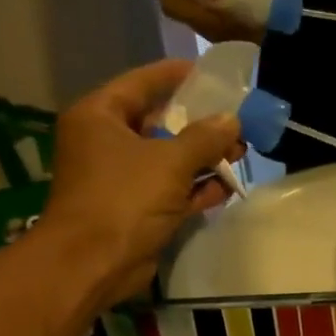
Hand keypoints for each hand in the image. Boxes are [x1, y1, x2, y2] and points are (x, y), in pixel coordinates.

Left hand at [36, 60, 245, 304]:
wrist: (94, 263)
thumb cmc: (124, 199)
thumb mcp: (170, 161)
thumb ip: (204, 138)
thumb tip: (232, 121)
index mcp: (100, 117)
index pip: (141, 84)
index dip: (176, 76)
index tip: (211, 72)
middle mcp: (106, 143)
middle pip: (158, 123)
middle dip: (200, 124)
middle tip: (236, 122)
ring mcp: (121, 178)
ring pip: (168, 159)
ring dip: (203, 158)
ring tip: (241, 154)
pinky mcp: (136, 209)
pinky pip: (171, 190)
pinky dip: (196, 188)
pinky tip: (227, 186)